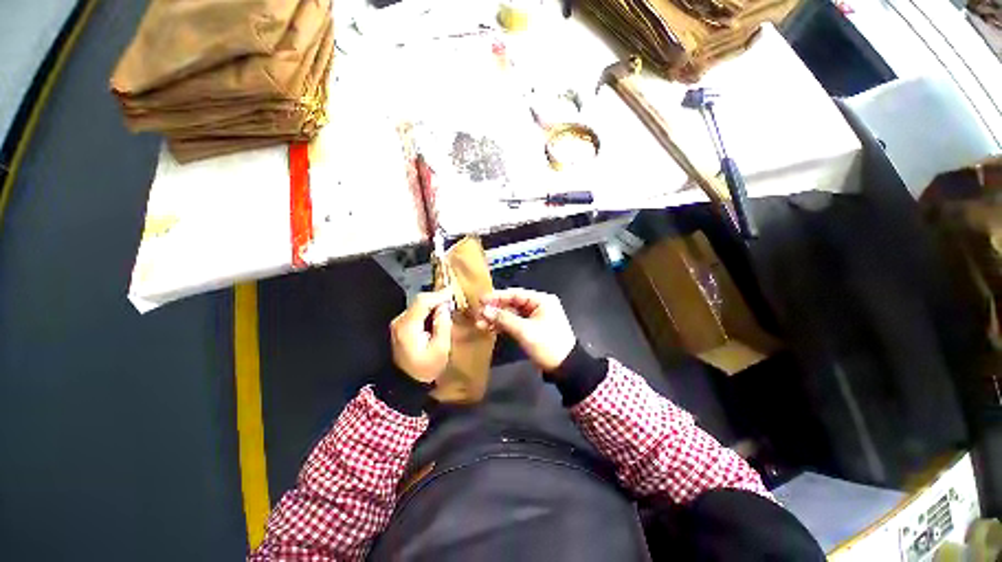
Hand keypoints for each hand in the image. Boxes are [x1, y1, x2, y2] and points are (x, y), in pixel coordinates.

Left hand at [391, 290, 453, 383]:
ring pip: (418, 305)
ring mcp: (399, 323)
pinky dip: (428, 309)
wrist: (406, 382)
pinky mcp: (401, 326)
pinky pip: (416, 311)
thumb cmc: (426, 368)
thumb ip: (443, 325)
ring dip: (433, 303)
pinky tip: (437, 313)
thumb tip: (445, 307)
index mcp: (408, 326)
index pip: (423, 301)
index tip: (452, 292)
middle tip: (452, 299)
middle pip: (419, 301)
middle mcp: (400, 321)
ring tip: (447, 305)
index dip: (438, 295)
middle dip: (437, 298)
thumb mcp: (440, 349)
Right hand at [476, 288, 575, 370]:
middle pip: (512, 303)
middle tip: (478, 314)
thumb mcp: (525, 331)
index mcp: (541, 300)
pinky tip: (490, 329)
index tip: (480, 300)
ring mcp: (535, 317)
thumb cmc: (547, 344)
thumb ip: (504, 319)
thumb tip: (484, 310)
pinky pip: (515, 323)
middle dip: (495, 310)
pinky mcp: (532, 328)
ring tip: (480, 324)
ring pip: (512, 314)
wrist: (565, 368)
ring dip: (497, 319)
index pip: (515, 294)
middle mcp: (538, 306)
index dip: (497, 296)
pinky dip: (503, 326)